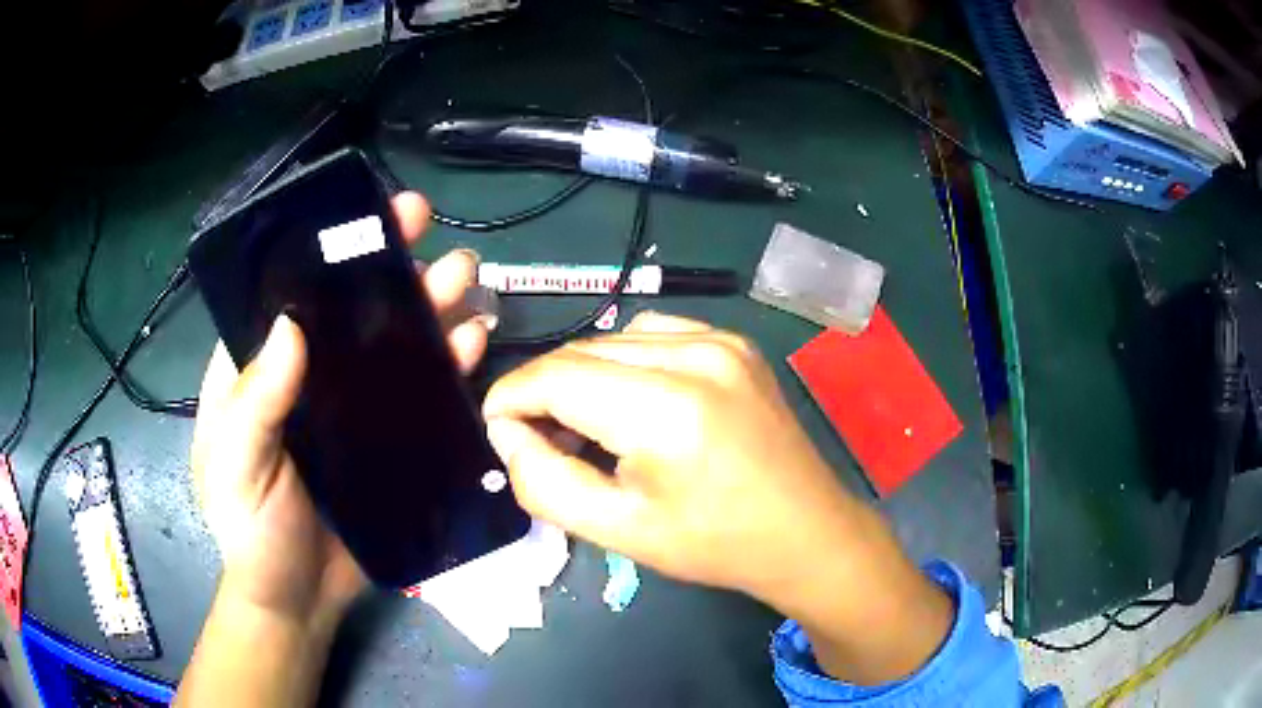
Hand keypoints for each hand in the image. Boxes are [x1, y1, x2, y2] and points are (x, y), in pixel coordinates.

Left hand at [190, 192, 489, 625]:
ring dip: (428, 305)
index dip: (322, 253)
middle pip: (349, 310)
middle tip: (424, 227)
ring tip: (464, 276)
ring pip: (393, 345)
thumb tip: (292, 328)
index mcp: (259, 371)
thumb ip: (253, 406)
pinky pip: (422, 395)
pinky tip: (474, 341)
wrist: (299, 601)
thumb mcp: (236, 469)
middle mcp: (308, 378)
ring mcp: (353, 410)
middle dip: (387, 264)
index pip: (288, 297)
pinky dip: (449, 364)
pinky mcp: (390, 443)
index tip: (360, 218)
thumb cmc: (250, 534)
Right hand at [483, 312, 951, 683]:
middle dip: (543, 390)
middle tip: (534, 436)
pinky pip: (654, 334)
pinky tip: (630, 400)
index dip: (511, 398)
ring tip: (582, 424)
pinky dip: (623, 362)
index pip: (555, 376)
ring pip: (613, 339)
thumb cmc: (715, 544)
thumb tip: (507, 434)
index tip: (495, 428)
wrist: (806, 532)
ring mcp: (721, 340)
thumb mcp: (620, 531)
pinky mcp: (735, 342)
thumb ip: (546, 482)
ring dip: (582, 375)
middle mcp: (695, 354)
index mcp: (666, 408)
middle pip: (581, 352)